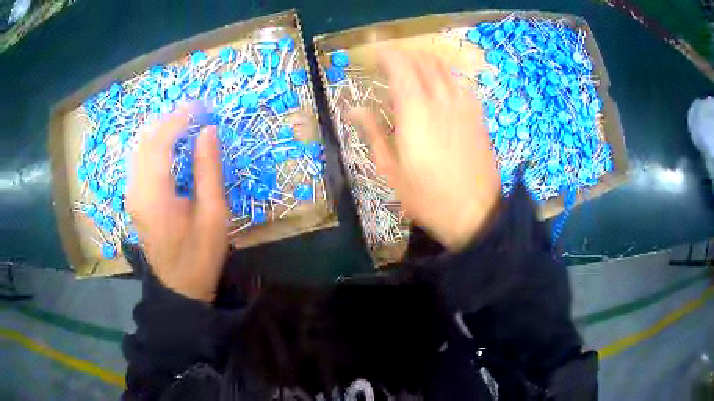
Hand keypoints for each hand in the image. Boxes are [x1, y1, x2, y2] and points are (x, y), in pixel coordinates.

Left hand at [127, 105, 228, 300]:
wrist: (178, 288)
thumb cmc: (200, 255)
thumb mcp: (214, 214)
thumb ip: (208, 169)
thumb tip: (208, 131)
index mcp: (155, 195)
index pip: (160, 142)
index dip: (180, 119)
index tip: (201, 106)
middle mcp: (136, 190)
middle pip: (145, 141)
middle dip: (169, 120)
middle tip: (194, 112)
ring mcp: (131, 195)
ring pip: (139, 149)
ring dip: (160, 131)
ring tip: (184, 123)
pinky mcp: (133, 199)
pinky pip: (138, 161)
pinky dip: (153, 145)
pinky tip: (170, 145)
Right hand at [350, 50, 500, 250]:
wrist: (475, 213)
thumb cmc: (427, 196)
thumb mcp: (391, 168)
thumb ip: (373, 131)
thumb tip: (353, 109)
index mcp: (415, 111)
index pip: (400, 65)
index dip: (385, 55)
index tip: (373, 56)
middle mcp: (441, 98)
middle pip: (422, 60)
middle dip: (403, 55)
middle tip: (388, 65)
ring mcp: (463, 104)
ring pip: (442, 67)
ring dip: (423, 62)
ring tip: (411, 73)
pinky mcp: (477, 113)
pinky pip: (459, 82)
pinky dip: (443, 76)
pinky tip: (438, 90)